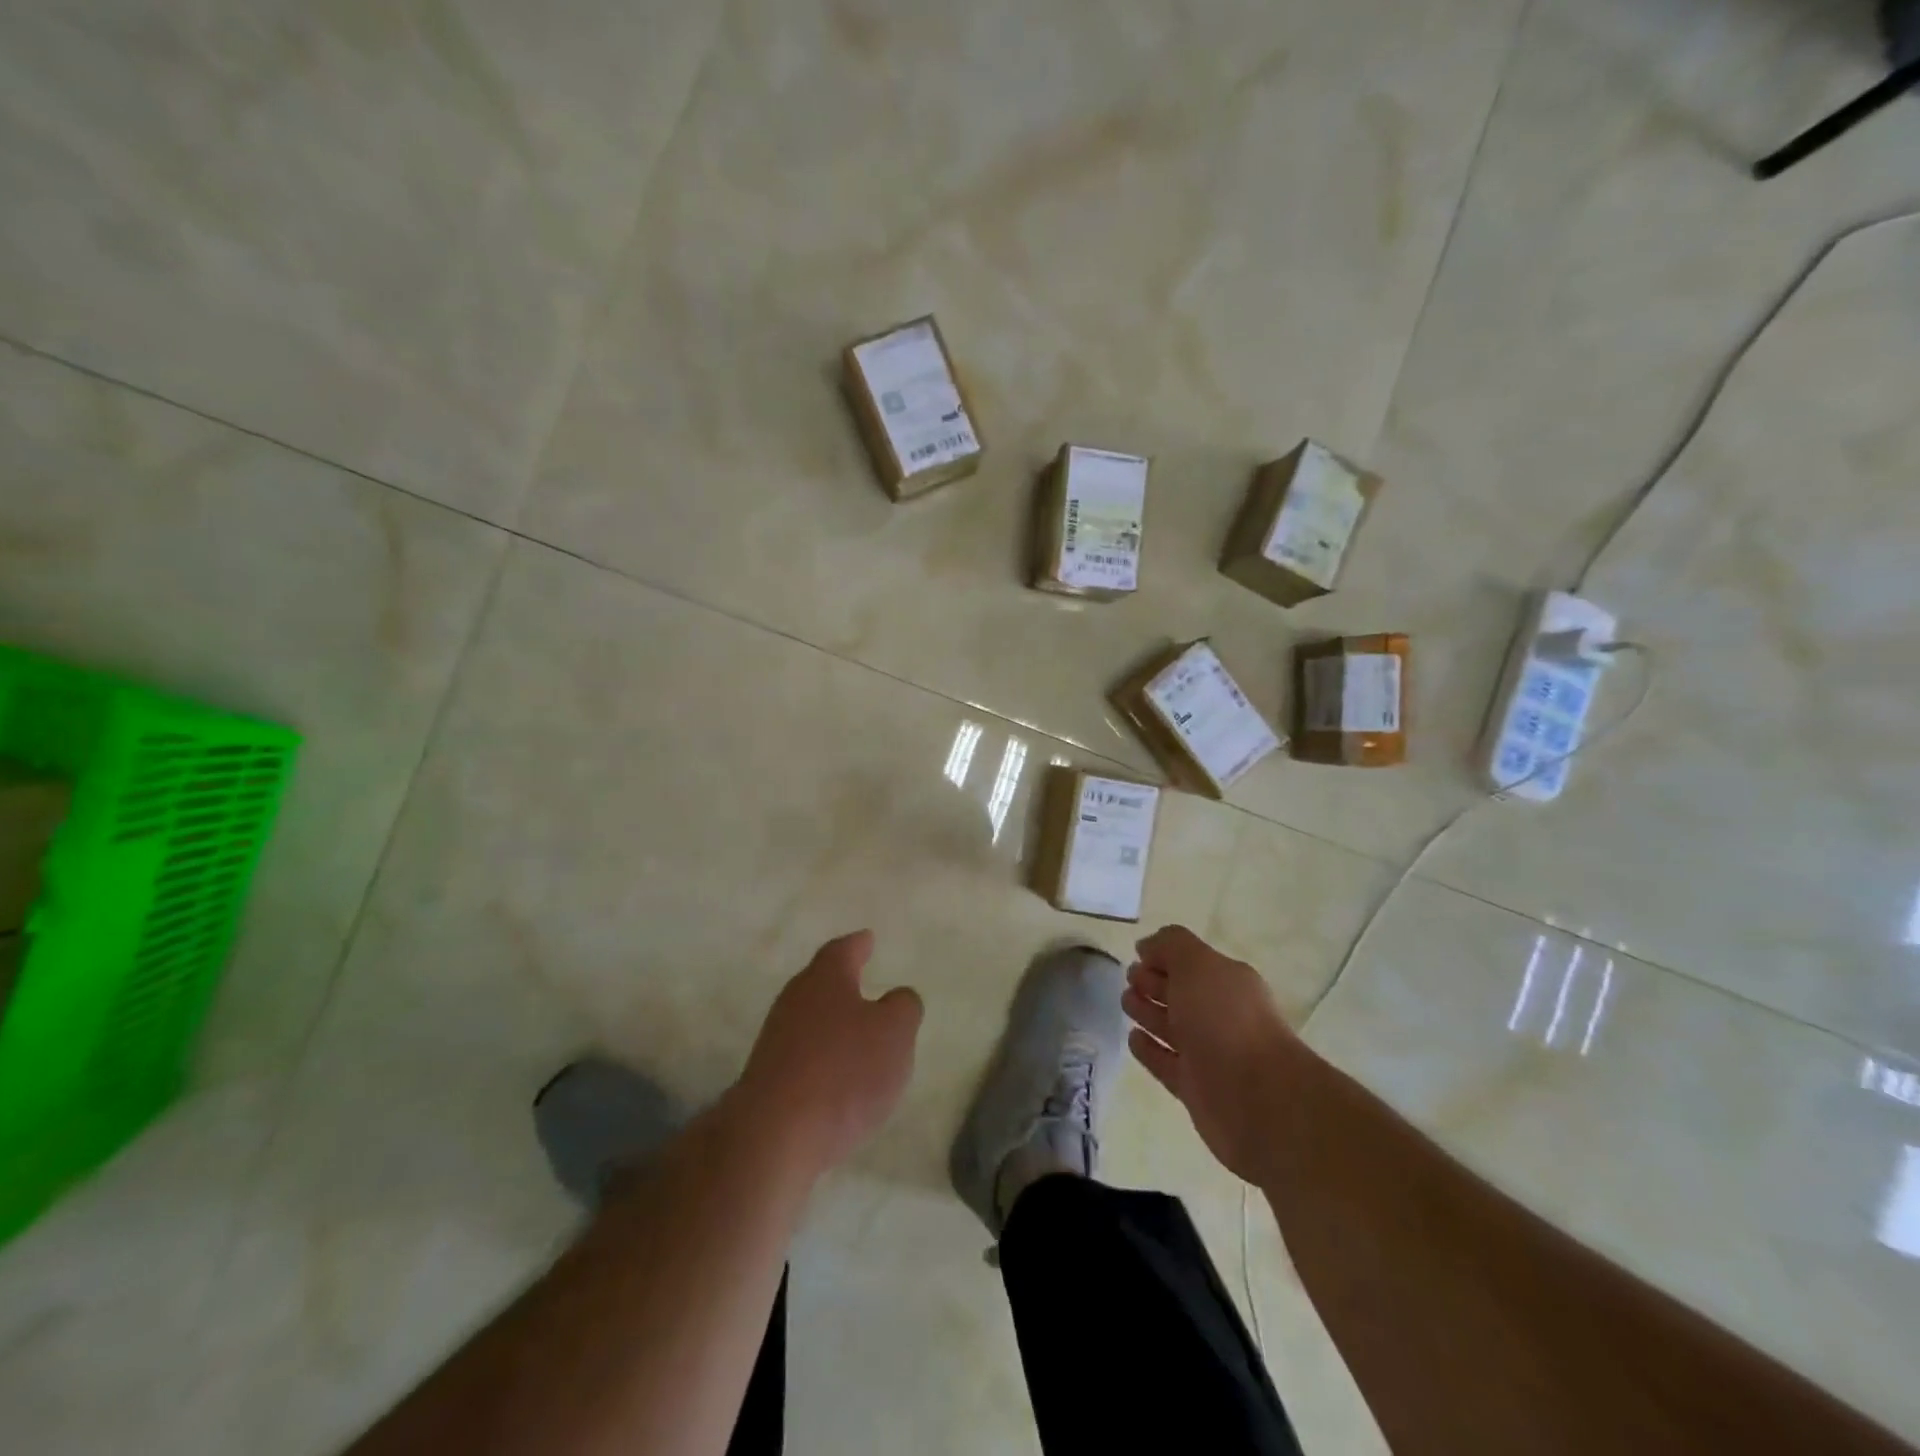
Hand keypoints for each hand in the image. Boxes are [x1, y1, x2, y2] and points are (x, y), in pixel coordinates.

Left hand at [737, 930, 923, 1175]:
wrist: (775, 1135)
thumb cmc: (844, 1070)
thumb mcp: (895, 1032)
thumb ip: (903, 1007)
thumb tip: (898, 998)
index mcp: (825, 978)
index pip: (843, 950)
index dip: (859, 944)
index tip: (868, 939)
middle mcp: (796, 999)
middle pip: (822, 981)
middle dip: (844, 982)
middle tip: (865, 979)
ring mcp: (776, 1039)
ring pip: (812, 1018)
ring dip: (834, 1022)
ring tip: (859, 1032)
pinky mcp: (769, 1077)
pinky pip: (804, 1054)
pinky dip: (823, 1056)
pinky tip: (839, 1076)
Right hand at [1122, 924, 1297, 1185]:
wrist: (1257, 1099)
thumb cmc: (1225, 1020)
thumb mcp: (1197, 964)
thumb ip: (1170, 945)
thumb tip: (1147, 945)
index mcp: (1227, 982)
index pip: (1190, 962)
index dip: (1163, 956)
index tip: (1136, 956)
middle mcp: (1220, 1015)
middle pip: (1181, 994)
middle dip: (1153, 983)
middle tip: (1128, 979)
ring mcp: (1209, 1053)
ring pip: (1172, 1028)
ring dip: (1148, 1013)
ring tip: (1125, 1003)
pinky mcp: (1196, 1088)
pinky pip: (1166, 1062)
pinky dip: (1149, 1050)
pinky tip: (1132, 1038)